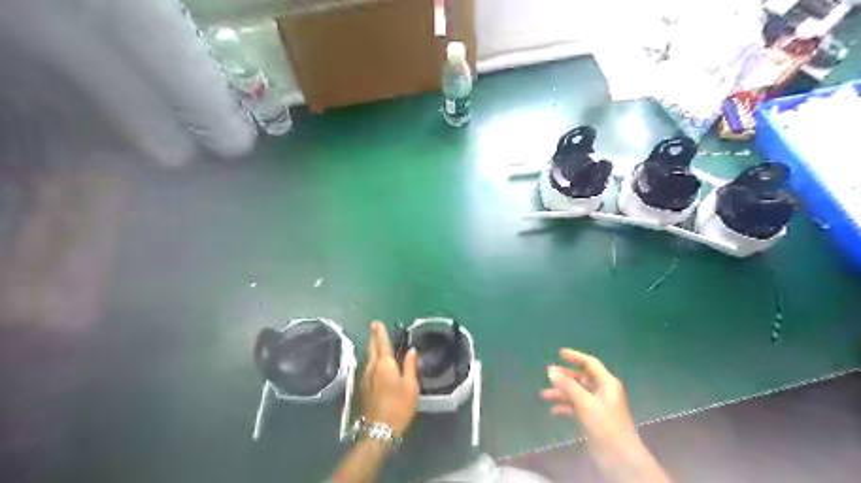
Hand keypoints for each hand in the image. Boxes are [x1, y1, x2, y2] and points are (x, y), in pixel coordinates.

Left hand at [360, 322, 420, 435]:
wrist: (380, 429)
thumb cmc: (399, 405)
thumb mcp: (411, 385)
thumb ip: (410, 366)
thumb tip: (411, 350)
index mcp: (384, 364)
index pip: (381, 343)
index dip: (379, 332)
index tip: (376, 322)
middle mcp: (372, 367)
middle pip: (371, 348)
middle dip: (373, 338)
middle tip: (375, 329)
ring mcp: (365, 377)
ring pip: (369, 357)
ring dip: (372, 349)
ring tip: (377, 344)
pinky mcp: (363, 387)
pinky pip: (368, 367)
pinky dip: (372, 360)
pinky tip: (376, 364)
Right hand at [539, 350, 640, 464]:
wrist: (619, 457)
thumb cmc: (604, 425)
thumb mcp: (584, 402)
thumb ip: (567, 385)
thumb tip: (550, 370)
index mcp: (606, 383)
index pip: (590, 363)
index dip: (575, 357)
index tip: (559, 353)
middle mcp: (603, 391)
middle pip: (582, 378)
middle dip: (564, 377)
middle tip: (547, 375)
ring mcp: (598, 405)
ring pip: (577, 392)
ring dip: (561, 393)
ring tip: (544, 395)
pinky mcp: (594, 418)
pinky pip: (577, 406)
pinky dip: (566, 406)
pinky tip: (553, 411)